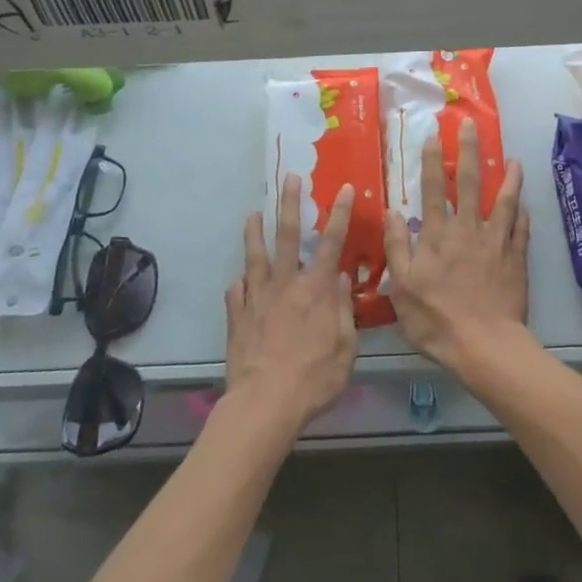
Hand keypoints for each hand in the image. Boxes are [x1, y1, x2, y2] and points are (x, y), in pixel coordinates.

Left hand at [224, 174, 357, 436]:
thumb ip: (343, 309)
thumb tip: (340, 277)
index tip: (344, 188)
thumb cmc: (315, 378)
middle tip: (288, 178)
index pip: (332, 242)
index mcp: (316, 289)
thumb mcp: (346, 347)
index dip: (340, 213)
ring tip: (252, 213)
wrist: (265, 403)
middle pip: (287, 235)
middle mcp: (285, 284)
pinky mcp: (237, 317)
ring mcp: (257, 298)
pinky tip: (238, 280)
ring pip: (254, 257)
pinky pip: (235, 292)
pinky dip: (238, 284)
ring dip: (254, 233)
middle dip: (289, 204)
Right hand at [383, 119, 530, 376]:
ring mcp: (496, 242)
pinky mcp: (516, 258)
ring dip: (509, 178)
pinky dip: (524, 215)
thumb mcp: (401, 287)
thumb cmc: (436, 319)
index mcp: (437, 235)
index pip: (432, 188)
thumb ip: (397, 246)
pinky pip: (521, 230)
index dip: (432, 159)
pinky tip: (526, 205)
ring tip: (514, 160)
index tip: (433, 134)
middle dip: (469, 151)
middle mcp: (467, 229)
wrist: (485, 345)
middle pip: (469, 183)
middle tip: (471, 125)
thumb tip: (392, 212)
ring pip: (504, 201)